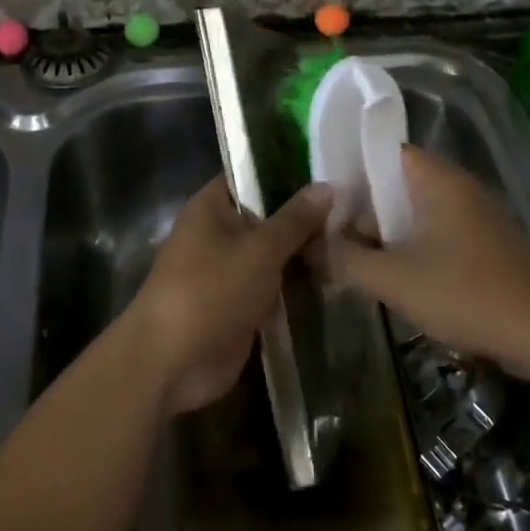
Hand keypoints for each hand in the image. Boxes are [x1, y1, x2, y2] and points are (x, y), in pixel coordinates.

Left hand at [125, 176, 332, 415]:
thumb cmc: (210, 291)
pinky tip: (337, 276)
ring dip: (305, 252)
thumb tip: (328, 185)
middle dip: (305, 216)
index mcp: (211, 207)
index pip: (252, 175)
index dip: (288, 170)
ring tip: (356, 239)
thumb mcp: (260, 249)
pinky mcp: (239, 304)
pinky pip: (273, 286)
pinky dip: (297, 284)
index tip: (331, 167)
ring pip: (273, 253)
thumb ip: (295, 219)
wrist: (172, 363)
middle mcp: (218, 233)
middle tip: (357, 207)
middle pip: (267, 215)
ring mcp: (228, 271)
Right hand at [325, 147, 529, 377]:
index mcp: (438, 180)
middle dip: (363, 214)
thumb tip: (310, 247)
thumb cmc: (466, 294)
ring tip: (354, 267)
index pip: (384, 152)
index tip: (322, 204)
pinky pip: (435, 236)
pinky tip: (394, 283)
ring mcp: (474, 217)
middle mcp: (457, 188)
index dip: (349, 173)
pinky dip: (411, 252)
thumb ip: (345, 260)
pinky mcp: (483, 246)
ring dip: (385, 238)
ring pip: (414, 215)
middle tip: (332, 245)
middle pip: (395, 186)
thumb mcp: (394, 279)